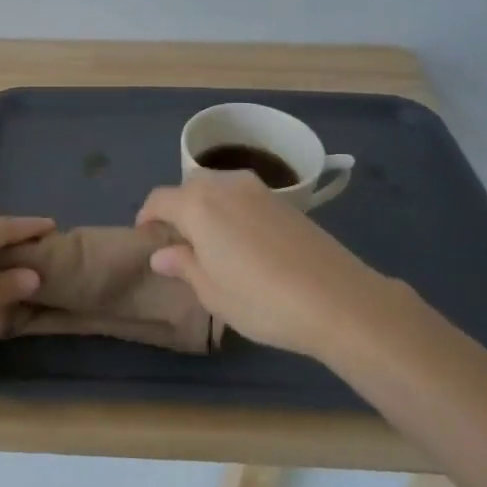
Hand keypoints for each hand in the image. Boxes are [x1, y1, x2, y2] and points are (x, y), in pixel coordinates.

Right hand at [137, 172, 409, 360]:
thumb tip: (162, 253)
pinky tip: (244, 243)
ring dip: (207, 208)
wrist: (339, 301)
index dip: (147, 218)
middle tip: (179, 244)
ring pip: (218, 189)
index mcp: (198, 205)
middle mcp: (225, 186)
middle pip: (189, 188)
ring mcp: (258, 190)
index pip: (159, 200)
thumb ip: (183, 265)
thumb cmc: (262, 300)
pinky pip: (244, 198)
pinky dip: (233, 212)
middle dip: (178, 210)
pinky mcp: (285, 202)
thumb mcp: (212, 292)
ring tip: (212, 243)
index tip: (146, 240)